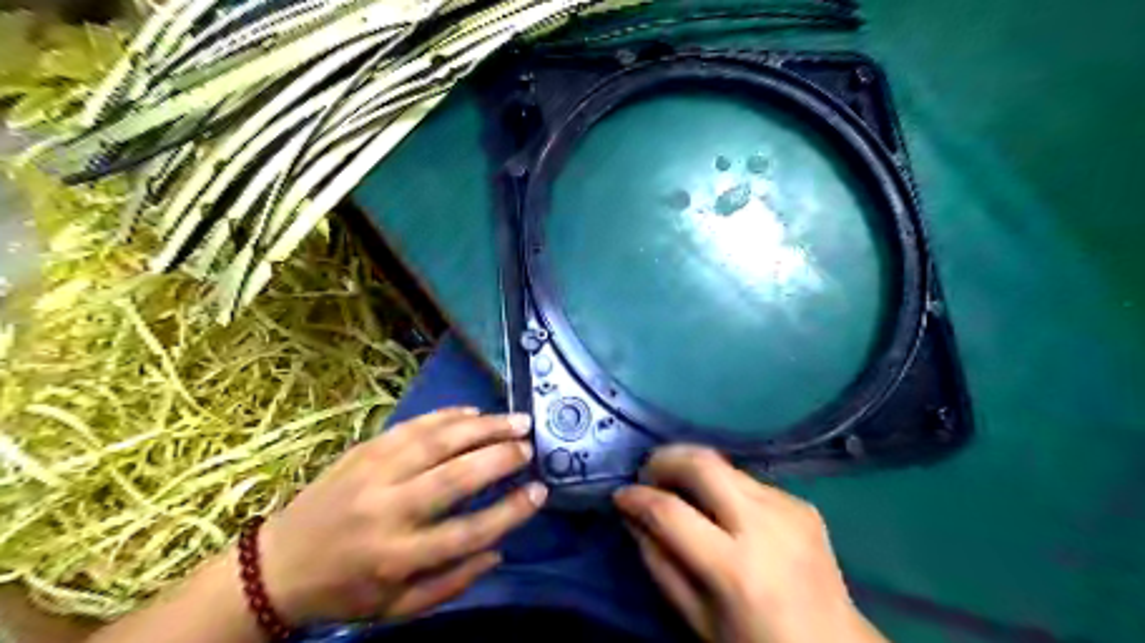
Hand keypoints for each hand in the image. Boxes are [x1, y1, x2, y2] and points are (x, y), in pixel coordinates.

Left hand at [258, 410, 544, 625]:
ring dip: (483, 427)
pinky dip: (448, 415)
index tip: (540, 491)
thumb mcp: (398, 608)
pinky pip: (414, 425)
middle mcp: (389, 510)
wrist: (277, 564)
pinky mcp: (365, 450)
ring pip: (439, 441)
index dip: (511, 511)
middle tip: (531, 445)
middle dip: (501, 457)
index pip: (468, 532)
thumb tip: (499, 550)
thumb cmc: (346, 590)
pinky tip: (474, 412)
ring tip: (515, 421)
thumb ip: (452, 582)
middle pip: (456, 477)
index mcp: (398, 557)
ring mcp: (374, 473)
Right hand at [618, 447, 882, 642]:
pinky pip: (748, 480)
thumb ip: (659, 563)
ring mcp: (788, 508)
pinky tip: (722, 507)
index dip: (637, 498)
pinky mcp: (801, 502)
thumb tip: (632, 516)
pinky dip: (723, 485)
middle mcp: (763, 525)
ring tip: (679, 486)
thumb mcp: (697, 619)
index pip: (670, 512)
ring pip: (724, 464)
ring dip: (693, 469)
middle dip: (665, 459)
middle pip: (702, 463)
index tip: (621, 496)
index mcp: (734, 568)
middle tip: (647, 473)